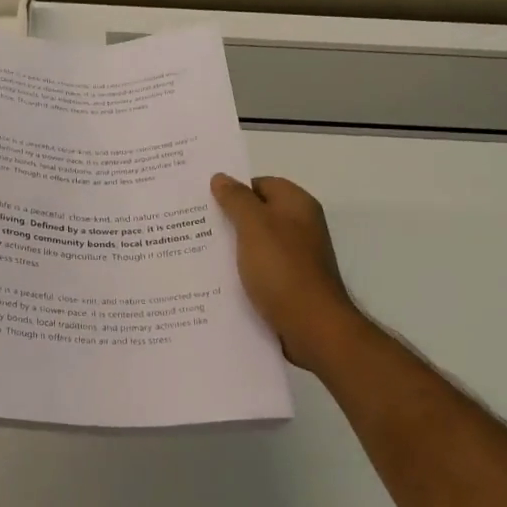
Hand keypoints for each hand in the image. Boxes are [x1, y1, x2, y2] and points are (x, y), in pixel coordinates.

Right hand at [211, 174, 362, 374]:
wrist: (313, 328)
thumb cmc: (284, 269)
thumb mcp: (255, 226)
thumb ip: (236, 199)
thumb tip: (221, 177)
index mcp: (297, 205)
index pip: (261, 184)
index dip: (233, 190)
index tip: (203, 201)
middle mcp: (300, 227)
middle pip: (258, 214)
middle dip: (228, 219)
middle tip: (193, 226)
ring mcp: (297, 257)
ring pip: (256, 244)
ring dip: (232, 248)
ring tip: (197, 253)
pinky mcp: (290, 284)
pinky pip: (260, 270)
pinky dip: (242, 272)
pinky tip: (218, 280)